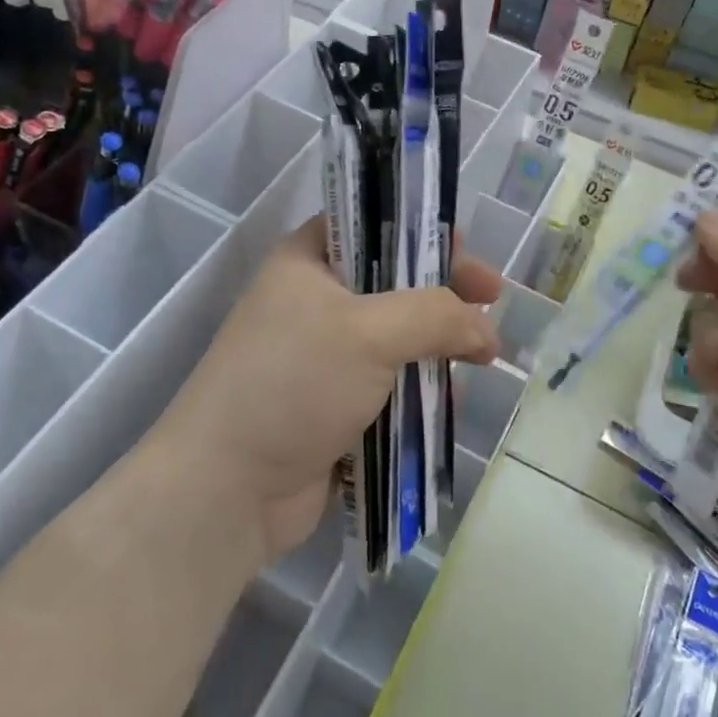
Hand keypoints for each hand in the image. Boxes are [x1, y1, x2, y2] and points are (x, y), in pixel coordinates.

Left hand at [156, 217, 501, 564]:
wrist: (226, 491)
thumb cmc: (293, 384)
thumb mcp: (370, 332)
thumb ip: (437, 316)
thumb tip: (486, 331)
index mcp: (309, 261)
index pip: (374, 225)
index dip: (423, 232)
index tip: (469, 250)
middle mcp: (314, 301)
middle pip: (394, 284)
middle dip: (444, 297)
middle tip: (491, 305)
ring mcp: (323, 357)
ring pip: (398, 339)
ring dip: (438, 349)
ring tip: (479, 363)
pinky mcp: (333, 406)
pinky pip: (389, 386)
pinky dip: (419, 391)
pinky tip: (448, 406)